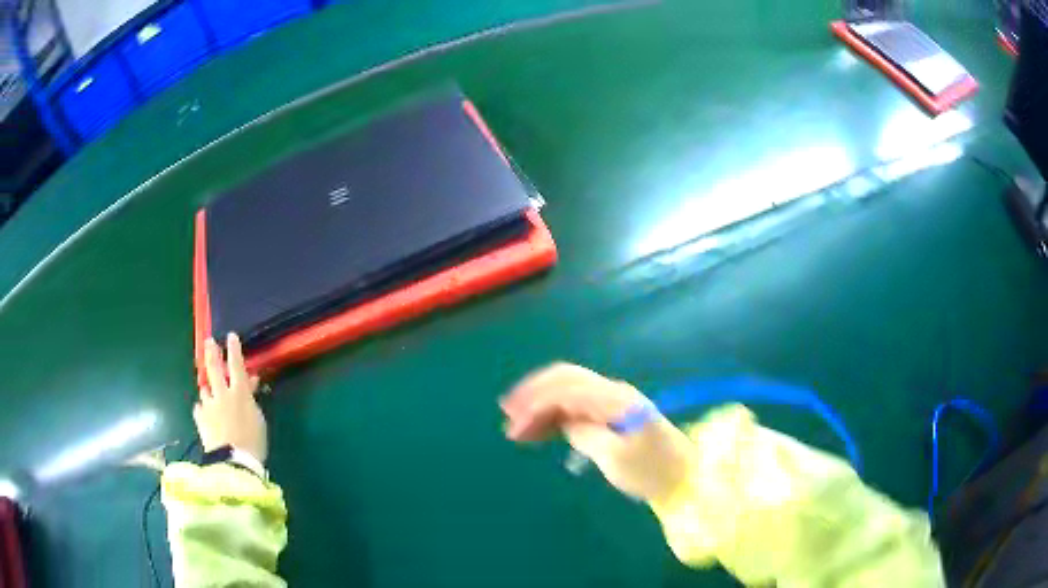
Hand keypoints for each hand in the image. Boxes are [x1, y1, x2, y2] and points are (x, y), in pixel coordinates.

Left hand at [194, 333, 267, 462]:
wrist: (234, 461)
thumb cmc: (253, 442)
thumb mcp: (259, 419)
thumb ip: (251, 399)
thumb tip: (250, 383)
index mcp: (240, 393)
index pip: (237, 365)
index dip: (234, 349)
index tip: (231, 336)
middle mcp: (222, 394)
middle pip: (214, 368)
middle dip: (212, 353)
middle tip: (209, 341)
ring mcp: (209, 405)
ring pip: (205, 389)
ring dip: (208, 388)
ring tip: (209, 389)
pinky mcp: (200, 418)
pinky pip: (200, 408)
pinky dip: (203, 408)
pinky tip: (206, 414)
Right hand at [500, 363, 692, 503]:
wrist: (684, 476)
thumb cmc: (652, 470)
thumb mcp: (615, 457)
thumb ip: (584, 434)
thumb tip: (563, 422)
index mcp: (614, 399)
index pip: (566, 389)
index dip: (535, 405)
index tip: (513, 428)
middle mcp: (612, 391)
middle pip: (565, 378)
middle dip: (534, 392)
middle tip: (507, 412)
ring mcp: (613, 400)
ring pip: (569, 389)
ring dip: (542, 401)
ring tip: (518, 425)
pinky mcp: (613, 412)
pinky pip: (578, 403)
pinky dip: (556, 411)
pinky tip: (542, 427)